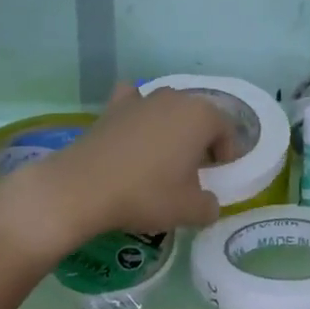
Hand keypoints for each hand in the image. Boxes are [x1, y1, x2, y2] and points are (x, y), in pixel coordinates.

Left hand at [0, 85, 235, 265]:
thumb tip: (208, 203)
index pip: (226, 130)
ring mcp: (143, 98)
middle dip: (200, 139)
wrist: (82, 188)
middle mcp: (176, 98)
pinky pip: (134, 102)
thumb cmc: (146, 194)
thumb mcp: (189, 210)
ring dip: (172, 127)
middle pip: (199, 116)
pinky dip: (137, 112)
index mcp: (202, 117)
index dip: (226, 154)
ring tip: (162, 156)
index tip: (217, 176)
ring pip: (168, 109)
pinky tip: (133, 128)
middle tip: (193, 169)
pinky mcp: (113, 106)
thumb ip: (210, 206)